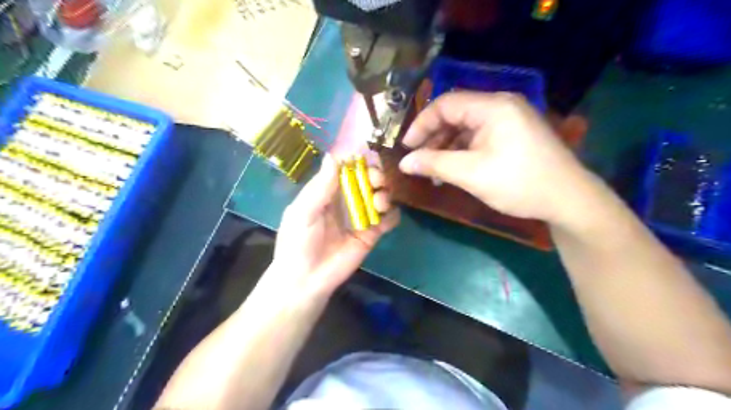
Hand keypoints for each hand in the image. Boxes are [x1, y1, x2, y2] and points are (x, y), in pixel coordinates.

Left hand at [262, 154, 398, 304]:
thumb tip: (333, 156)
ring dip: (385, 193)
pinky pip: (388, 220)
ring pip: (380, 196)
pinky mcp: (372, 234)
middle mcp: (346, 201)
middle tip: (376, 179)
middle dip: (375, 175)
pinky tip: (386, 218)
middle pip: (367, 180)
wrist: (306, 280)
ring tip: (379, 201)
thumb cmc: (298, 242)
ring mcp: (360, 217)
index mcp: (327, 192)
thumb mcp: (302, 212)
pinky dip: (392, 215)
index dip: (357, 160)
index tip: (366, 155)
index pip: (345, 169)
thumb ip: (320, 186)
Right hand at [400, 90, 592, 227]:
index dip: (421, 124)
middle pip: (456, 114)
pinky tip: (454, 169)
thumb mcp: (471, 174)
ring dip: (447, 147)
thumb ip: (434, 164)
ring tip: (434, 170)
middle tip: (419, 161)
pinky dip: (463, 151)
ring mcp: (510, 120)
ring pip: (466, 127)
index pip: (445, 104)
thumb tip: (404, 163)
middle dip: (433, 137)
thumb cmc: (519, 183)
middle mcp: (501, 105)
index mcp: (493, 107)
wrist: (568, 200)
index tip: (407, 148)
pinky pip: (479, 136)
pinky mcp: (514, 134)